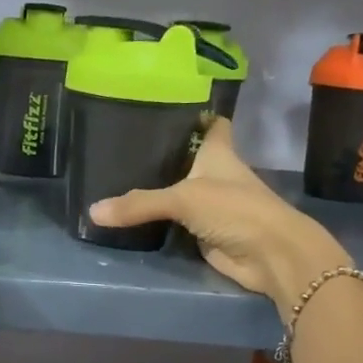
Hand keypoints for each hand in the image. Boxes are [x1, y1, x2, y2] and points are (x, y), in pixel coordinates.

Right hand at [88, 119, 349, 319]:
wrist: (269, 255)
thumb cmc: (235, 210)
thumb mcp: (184, 199)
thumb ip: (139, 204)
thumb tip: (93, 212)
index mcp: (218, 152)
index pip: (210, 123)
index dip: (193, 114)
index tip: (163, 106)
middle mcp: (215, 174)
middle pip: (186, 157)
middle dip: (161, 152)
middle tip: (121, 144)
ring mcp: (210, 204)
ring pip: (178, 191)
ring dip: (156, 188)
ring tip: (116, 175)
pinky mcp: (203, 231)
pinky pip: (174, 222)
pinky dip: (157, 220)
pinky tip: (130, 213)